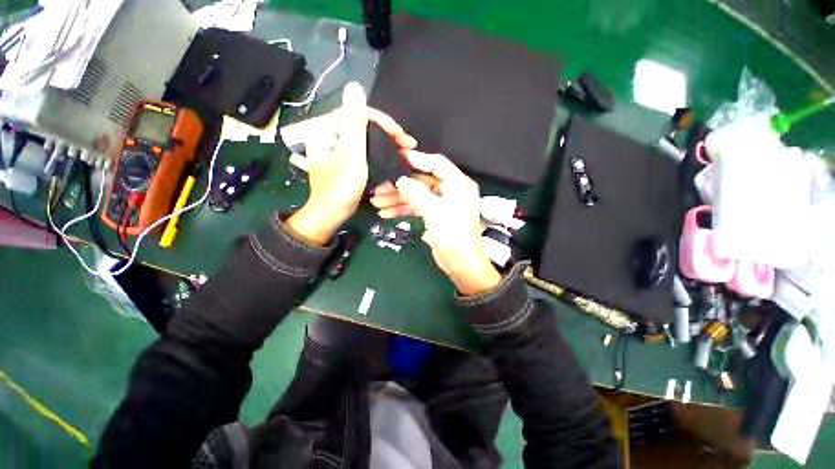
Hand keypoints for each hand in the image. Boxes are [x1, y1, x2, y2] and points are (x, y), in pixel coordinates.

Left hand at [287, 83, 416, 244]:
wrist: (332, 213)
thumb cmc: (341, 186)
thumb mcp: (350, 152)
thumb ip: (354, 121)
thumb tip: (354, 85)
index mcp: (328, 129)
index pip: (359, 114)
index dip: (384, 122)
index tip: (403, 137)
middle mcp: (331, 135)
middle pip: (363, 127)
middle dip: (387, 135)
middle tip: (408, 145)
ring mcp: (338, 149)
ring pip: (366, 140)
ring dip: (386, 145)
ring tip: (404, 151)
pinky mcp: (345, 162)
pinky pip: (364, 152)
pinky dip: (379, 155)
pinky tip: (390, 159)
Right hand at [371, 151, 500, 294]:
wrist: (461, 264)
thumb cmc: (452, 235)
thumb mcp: (434, 210)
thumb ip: (416, 192)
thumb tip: (401, 180)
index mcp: (458, 184)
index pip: (436, 164)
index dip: (417, 159)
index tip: (397, 156)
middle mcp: (451, 191)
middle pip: (422, 181)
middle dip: (400, 186)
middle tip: (380, 188)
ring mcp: (442, 204)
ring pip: (417, 196)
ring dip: (398, 199)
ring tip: (378, 202)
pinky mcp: (435, 216)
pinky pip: (418, 208)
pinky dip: (403, 209)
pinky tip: (387, 213)